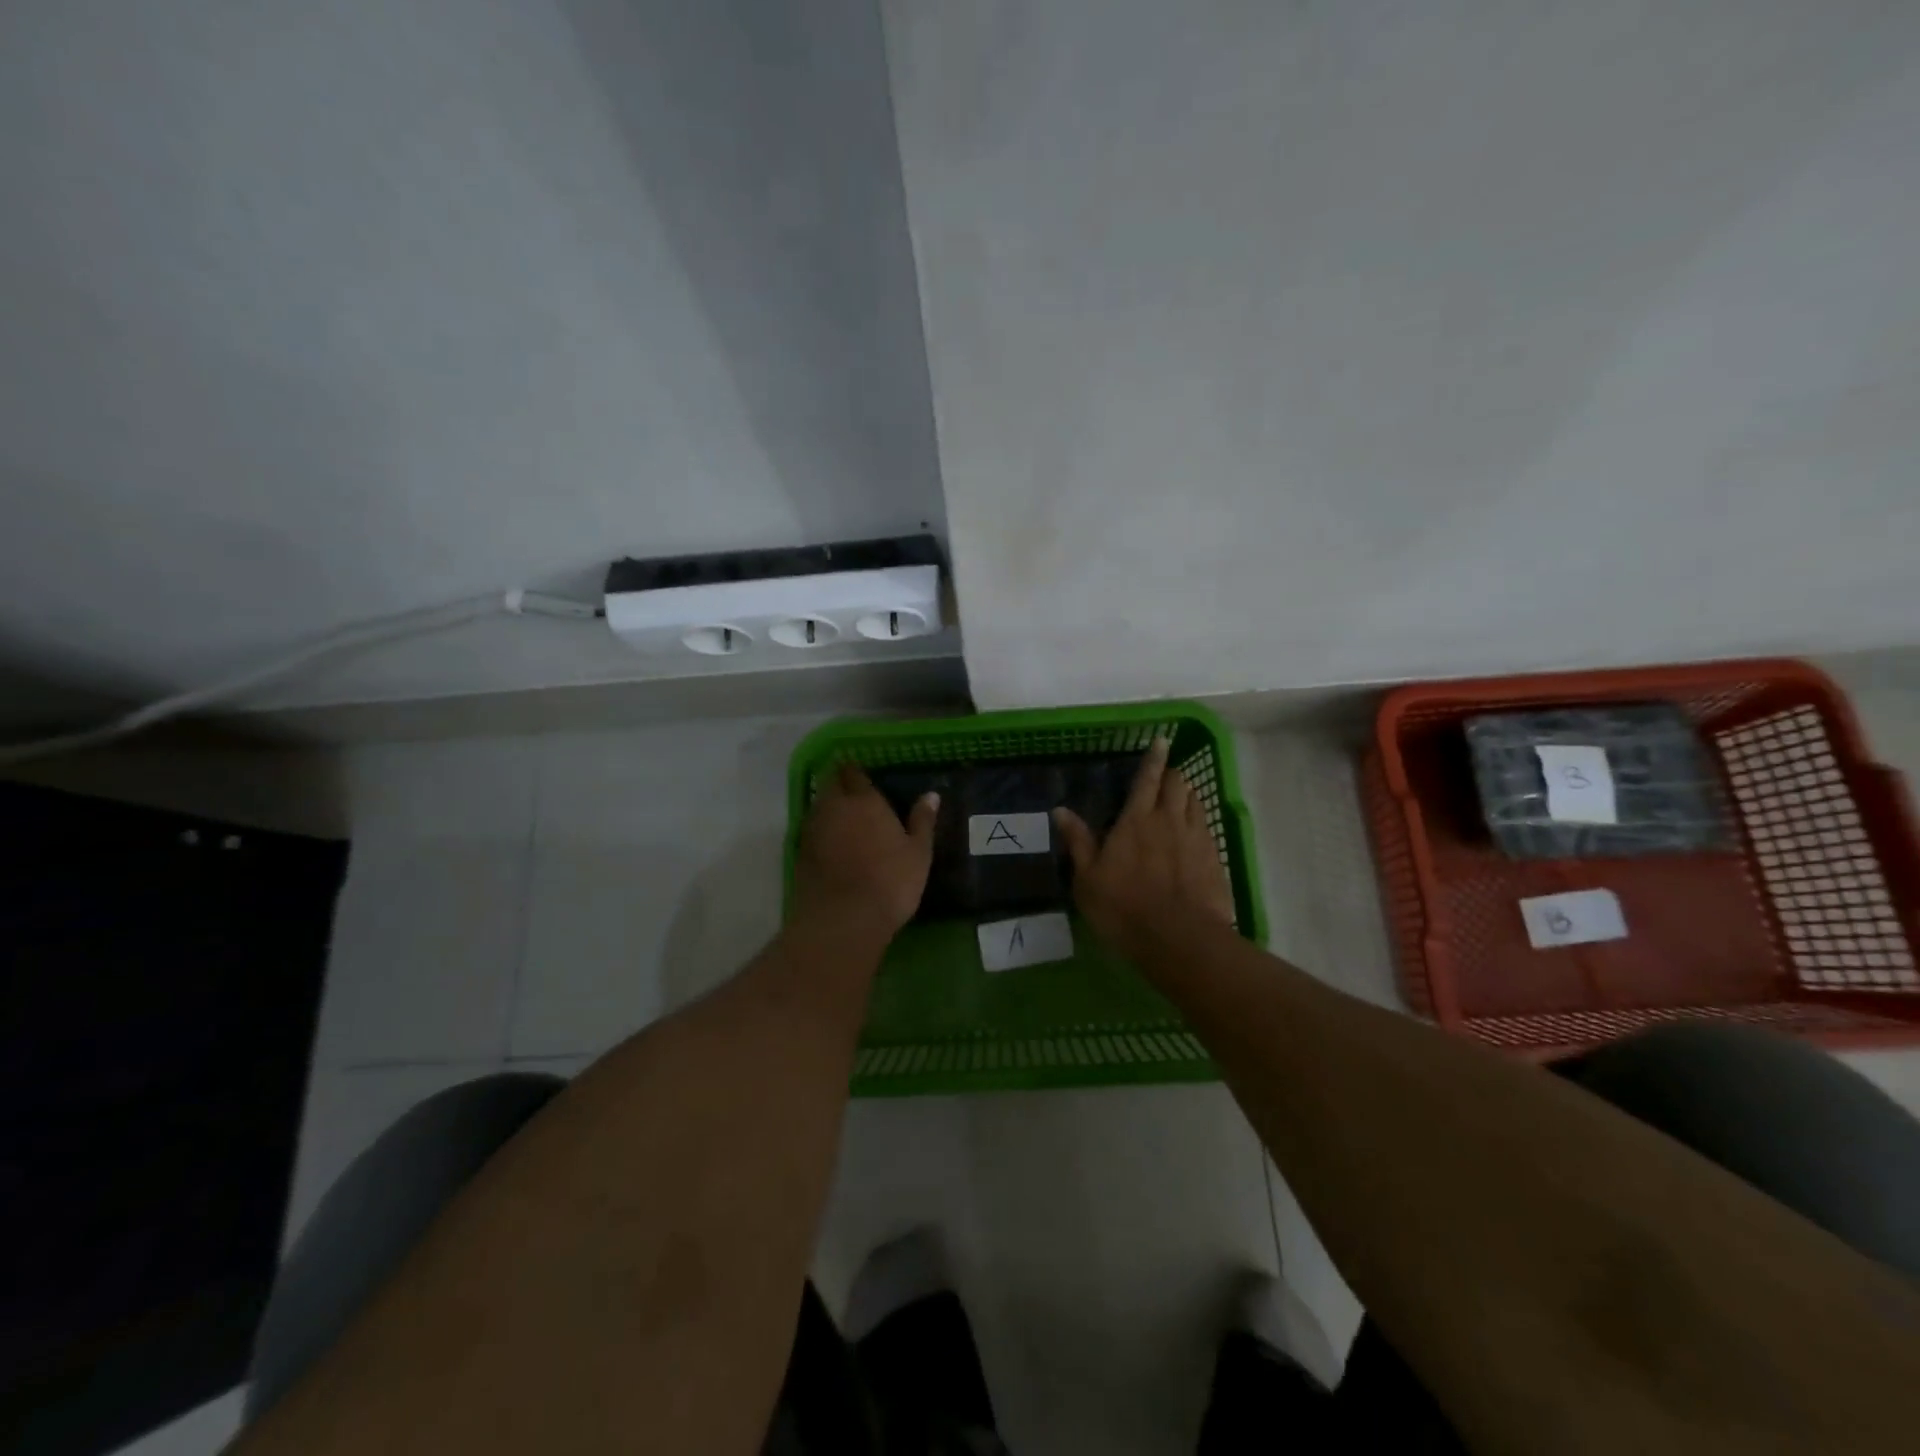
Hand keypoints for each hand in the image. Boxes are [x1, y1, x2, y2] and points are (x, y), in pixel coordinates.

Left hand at [793, 764, 937, 939]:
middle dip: (839, 784)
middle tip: (852, 793)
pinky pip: (811, 832)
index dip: (856, 772)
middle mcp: (834, 807)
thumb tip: (931, 795)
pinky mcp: (799, 854)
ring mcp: (813, 830)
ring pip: (818, 807)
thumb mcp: (918, 852)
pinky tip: (831, 845)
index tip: (862, 775)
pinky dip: (820, 832)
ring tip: (843, 818)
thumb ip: (922, 821)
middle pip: (830, 784)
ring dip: (828, 807)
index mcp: (864, 801)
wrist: (843, 920)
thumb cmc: (890, 882)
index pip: (854, 773)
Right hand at [1054, 738, 1233, 960]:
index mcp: (1135, 821)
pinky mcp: (1214, 859)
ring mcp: (1196, 838)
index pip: (1147, 779)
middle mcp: (1169, 820)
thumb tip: (1060, 810)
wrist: (1180, 938)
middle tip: (1164, 778)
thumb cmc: (1124, 908)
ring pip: (1196, 802)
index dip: (1153, 758)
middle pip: (1177, 784)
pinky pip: (1207, 828)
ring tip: (1180, 799)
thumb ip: (1078, 842)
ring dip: (1187, 795)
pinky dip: (1199, 822)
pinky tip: (1194, 833)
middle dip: (1171, 775)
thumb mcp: (1088, 879)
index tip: (1161, 741)